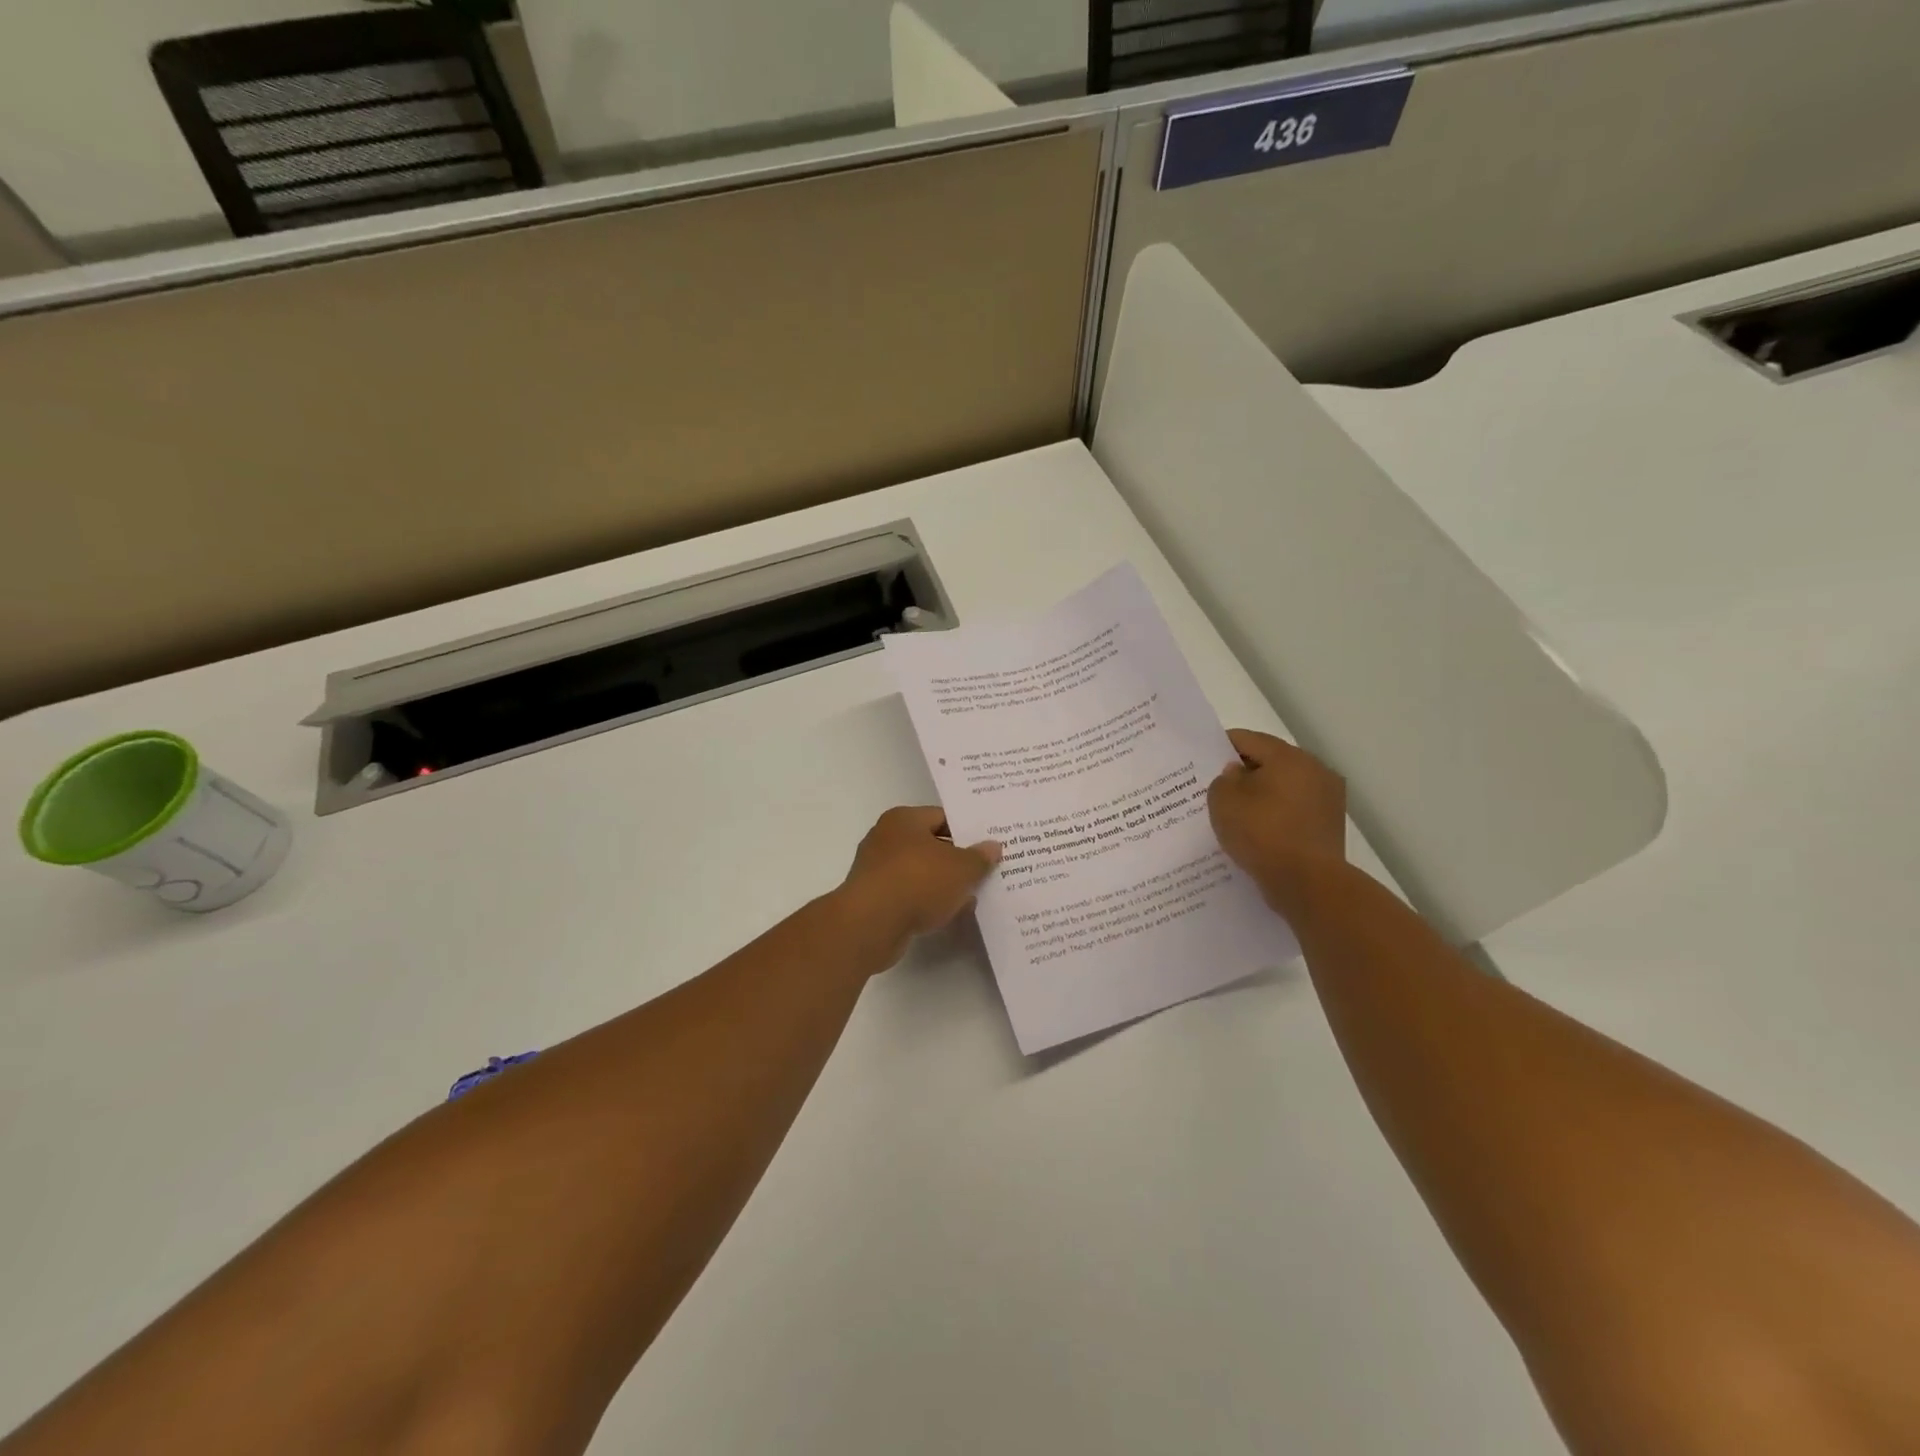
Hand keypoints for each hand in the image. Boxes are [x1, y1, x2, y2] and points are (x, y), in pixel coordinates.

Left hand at [838, 807, 1000, 960]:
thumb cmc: (917, 882)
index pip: (942, 817)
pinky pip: (910, 894)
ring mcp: (877, 870)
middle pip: (931, 845)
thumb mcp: (960, 868)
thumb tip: (992, 847)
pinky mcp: (875, 899)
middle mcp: (886, 838)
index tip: (989, 845)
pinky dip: (928, 902)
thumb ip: (979, 857)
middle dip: (957, 860)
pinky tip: (949, 914)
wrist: (870, 925)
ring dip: (944, 884)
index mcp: (903, 819)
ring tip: (973, 896)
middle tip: (986, 871)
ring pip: (921, 872)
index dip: (968, 830)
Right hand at [1208, 730, 1346, 909]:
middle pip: (1271, 761)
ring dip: (1262, 794)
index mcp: (1289, 757)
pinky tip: (1259, 831)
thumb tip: (1238, 774)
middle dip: (1244, 772)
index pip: (1248, 739)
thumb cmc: (1261, 833)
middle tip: (1217, 787)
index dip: (1222, 746)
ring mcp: (1328, 798)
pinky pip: (1295, 810)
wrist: (1307, 883)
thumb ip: (1223, 779)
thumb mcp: (1223, 801)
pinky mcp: (1330, 825)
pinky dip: (1277, 815)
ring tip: (1237, 812)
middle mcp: (1315, 770)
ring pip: (1284, 787)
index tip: (1203, 759)